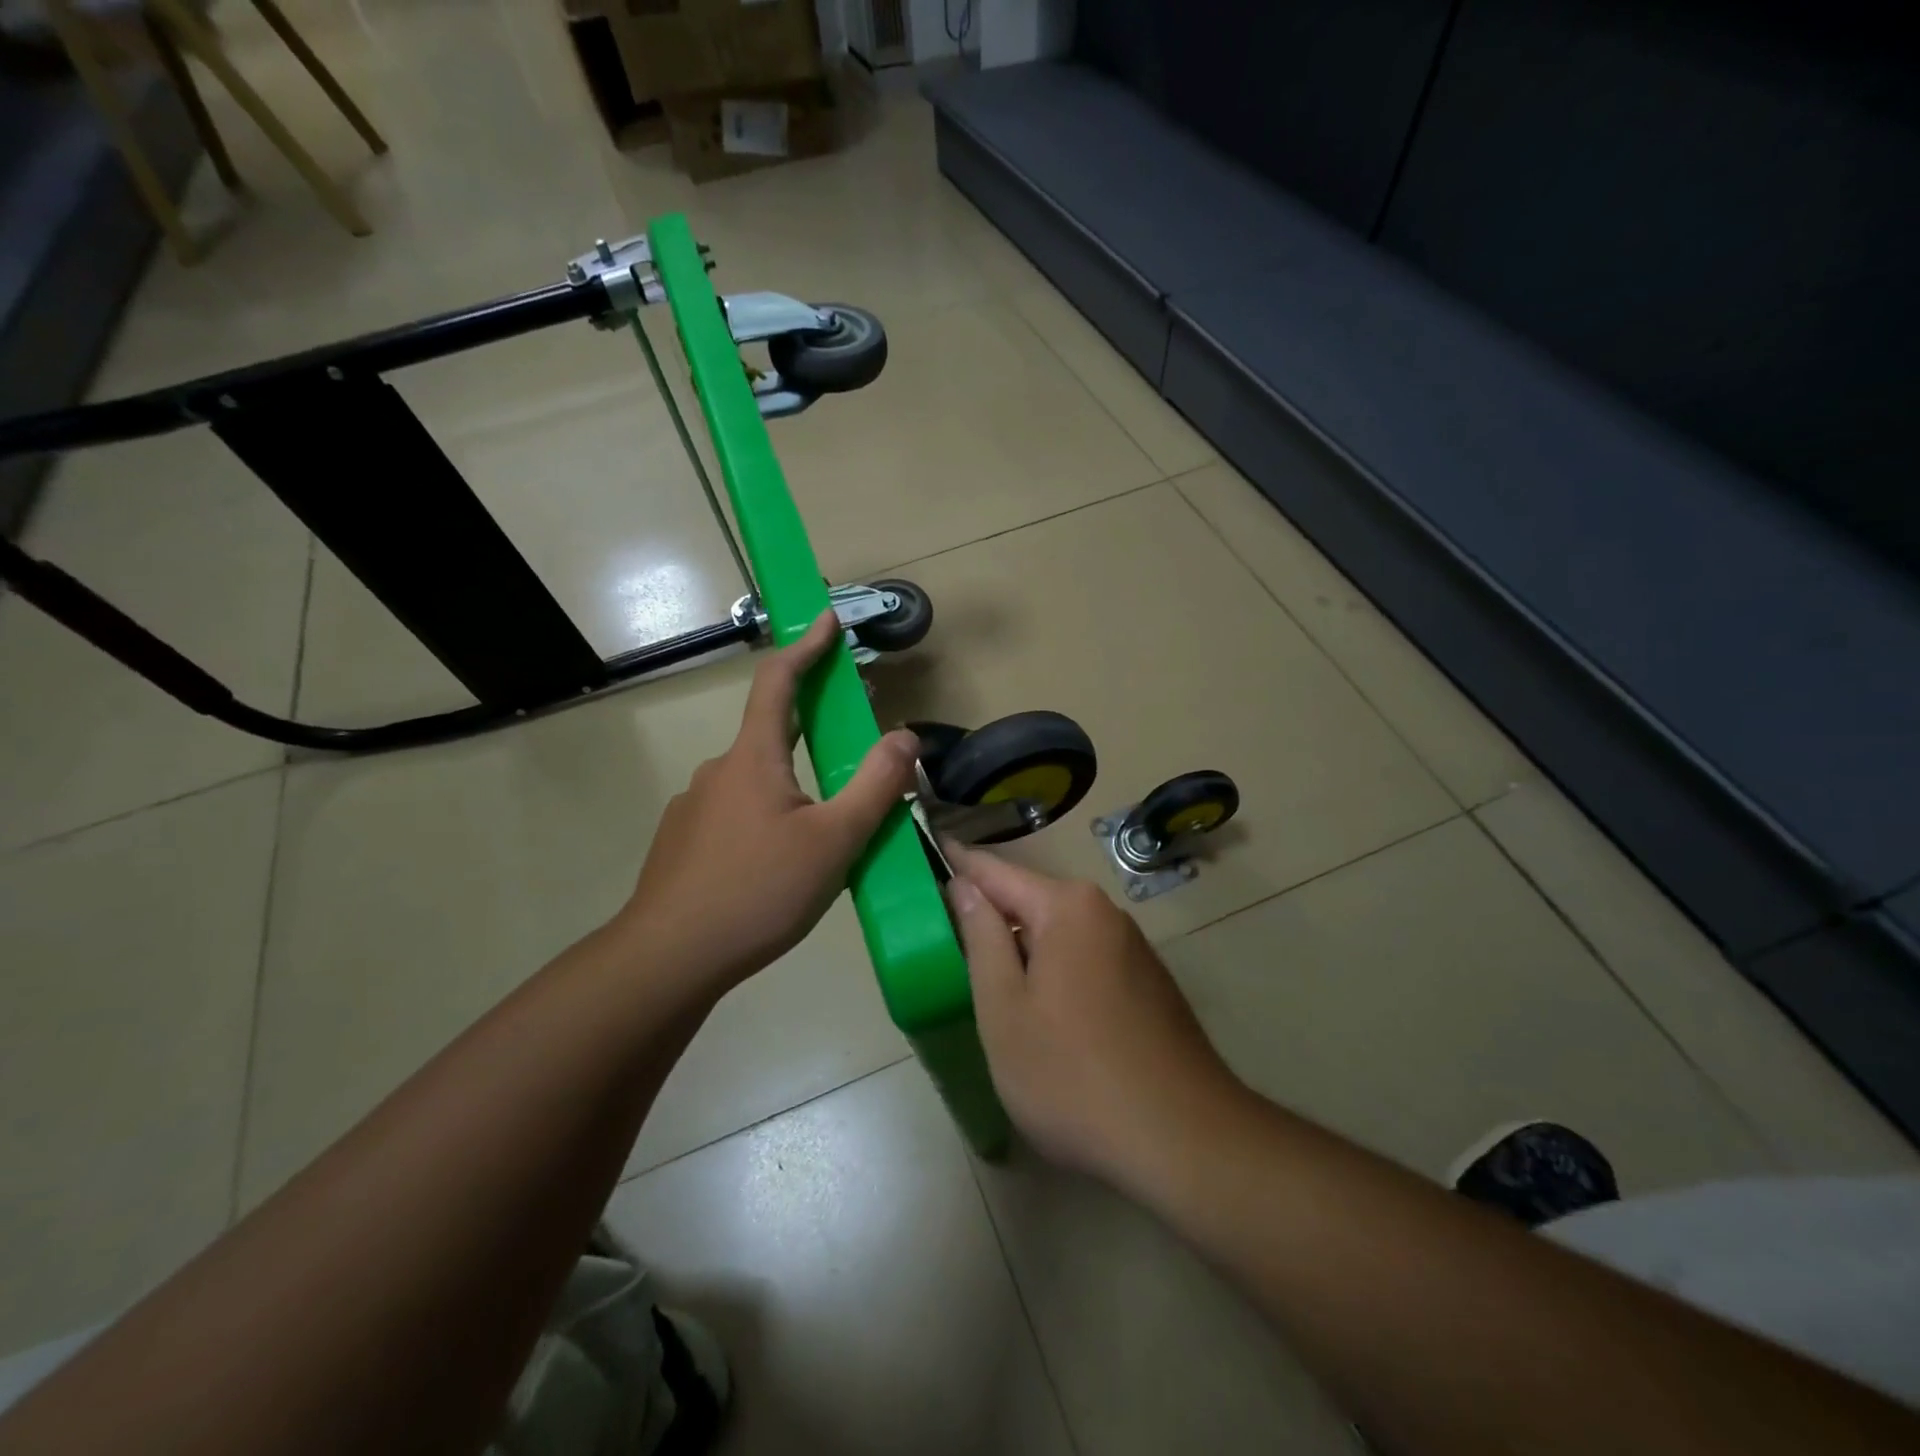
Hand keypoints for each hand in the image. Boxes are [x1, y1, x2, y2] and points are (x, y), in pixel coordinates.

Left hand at [619, 611, 918, 996]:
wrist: (668, 958)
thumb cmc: (758, 891)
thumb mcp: (834, 841)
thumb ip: (874, 786)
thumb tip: (905, 736)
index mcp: (754, 758)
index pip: (778, 681)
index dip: (806, 646)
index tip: (828, 619)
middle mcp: (720, 771)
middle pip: (772, 730)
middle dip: (813, 721)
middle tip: (853, 734)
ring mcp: (696, 808)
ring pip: (758, 779)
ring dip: (795, 781)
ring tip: (829, 825)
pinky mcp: (686, 843)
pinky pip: (739, 813)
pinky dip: (771, 815)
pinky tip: (783, 862)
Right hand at [945, 844, 1240, 1193]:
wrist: (1184, 1142)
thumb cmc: (1073, 1075)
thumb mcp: (1005, 1009)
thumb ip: (981, 938)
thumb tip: (963, 885)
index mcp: (1067, 907)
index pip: (995, 870)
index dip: (957, 864)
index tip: (927, 851)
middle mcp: (1104, 913)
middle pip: (1029, 901)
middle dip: (990, 917)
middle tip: (946, 940)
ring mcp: (1132, 947)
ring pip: (1058, 934)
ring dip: (1022, 950)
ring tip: (987, 981)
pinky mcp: (1148, 982)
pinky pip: (1084, 959)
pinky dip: (1054, 972)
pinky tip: (1044, 1014)